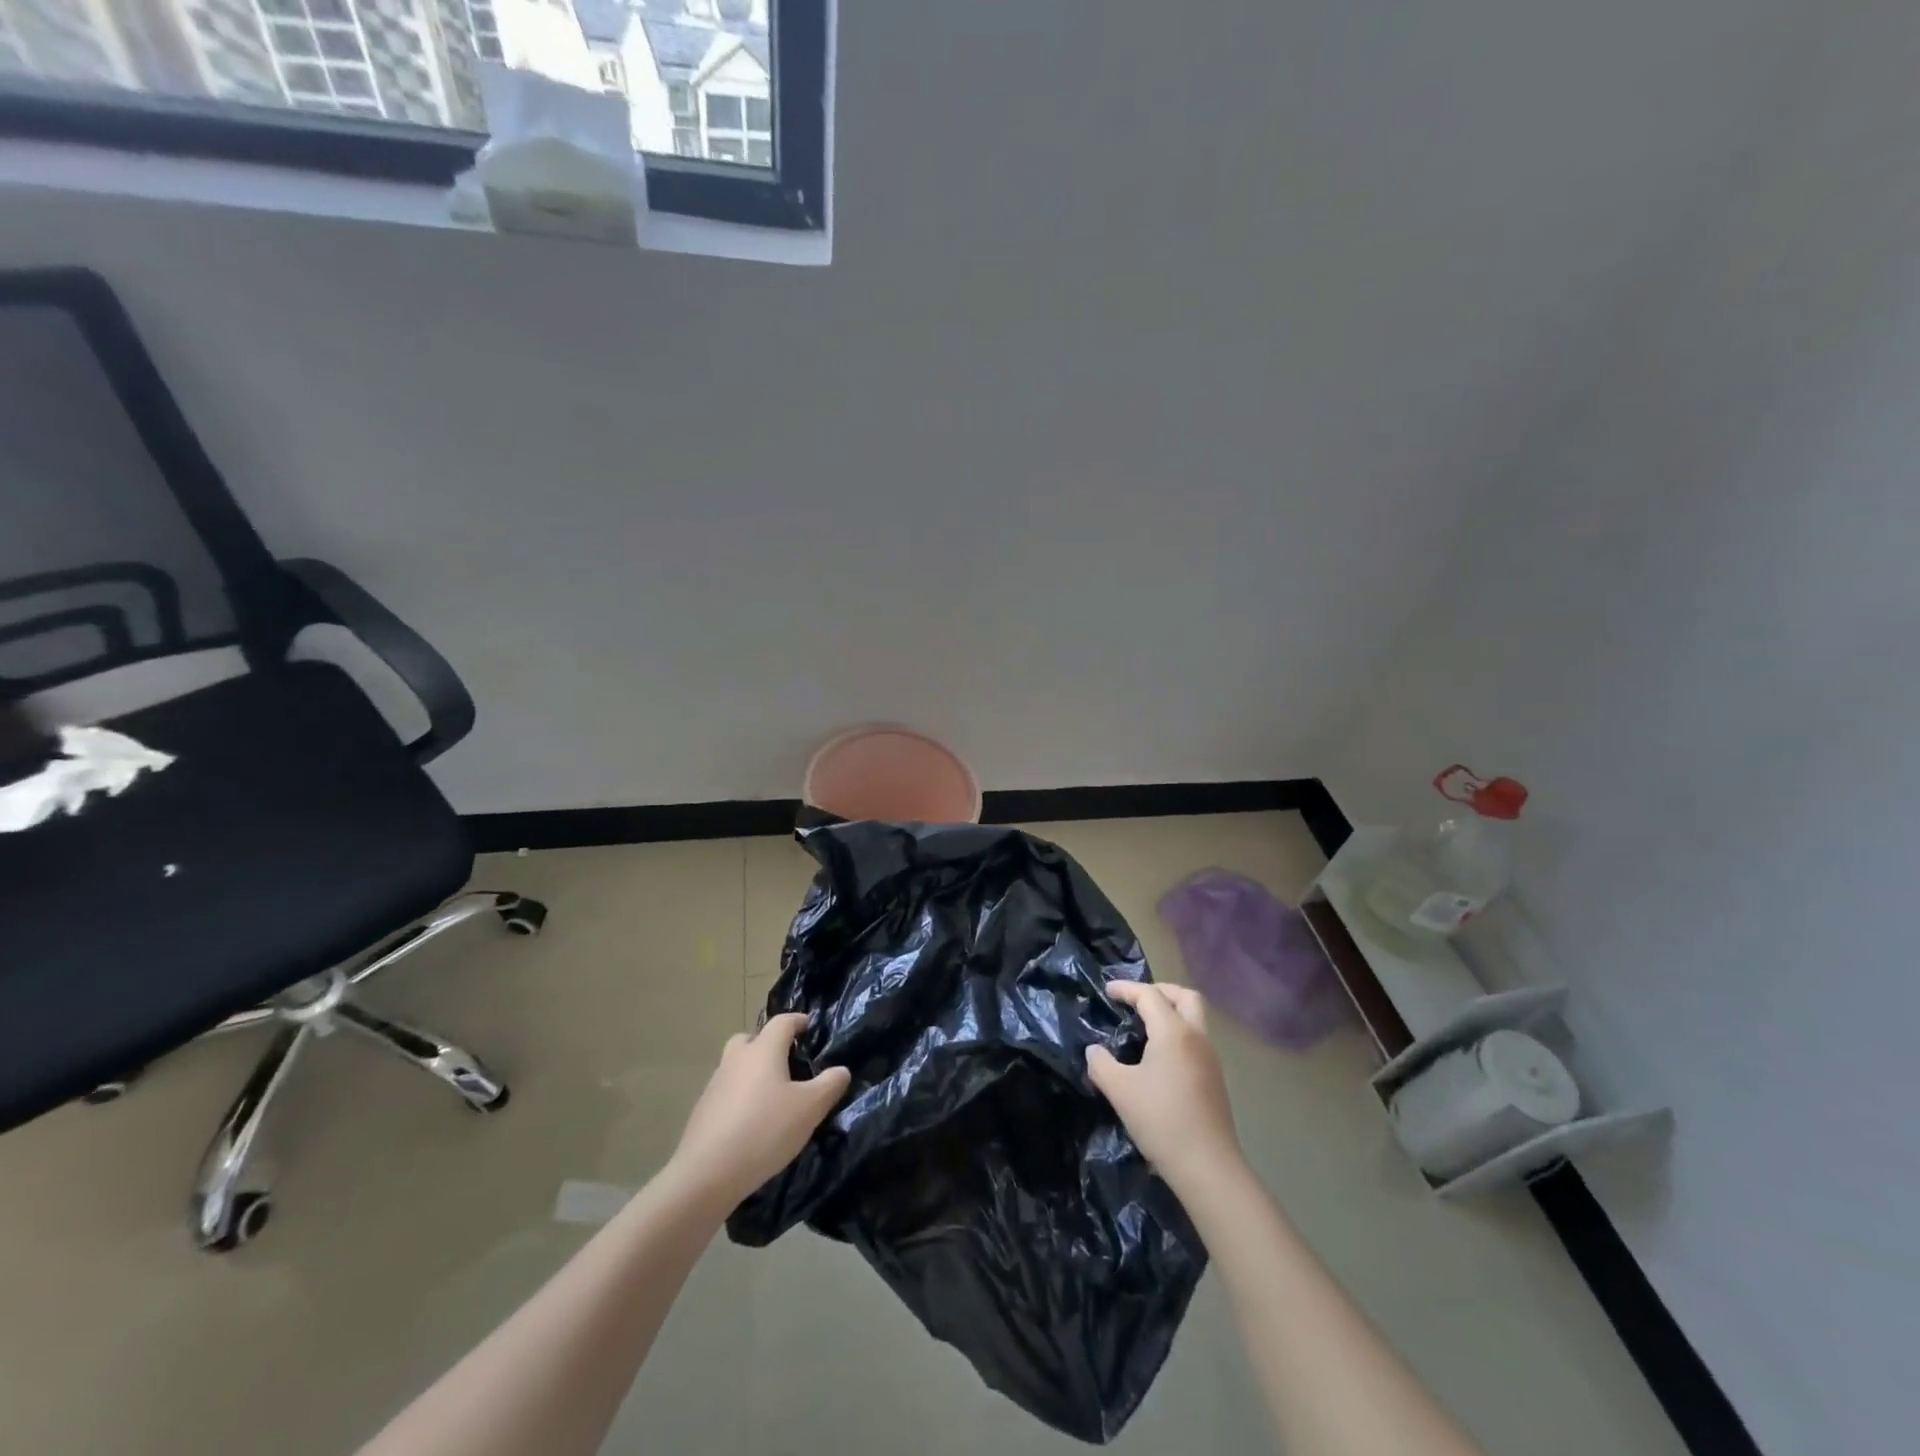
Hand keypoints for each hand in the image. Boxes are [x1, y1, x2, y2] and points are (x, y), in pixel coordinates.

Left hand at [667, 1014, 850, 1211]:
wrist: (707, 1174)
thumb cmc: (765, 1130)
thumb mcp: (810, 1108)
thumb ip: (830, 1085)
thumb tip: (841, 1070)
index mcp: (763, 1050)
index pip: (783, 1021)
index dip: (798, 1021)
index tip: (810, 1028)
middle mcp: (737, 1059)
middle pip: (751, 1038)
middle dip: (768, 1044)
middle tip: (787, 1062)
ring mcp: (715, 1084)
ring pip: (736, 1065)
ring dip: (752, 1072)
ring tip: (772, 1097)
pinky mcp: (703, 1111)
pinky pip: (726, 1092)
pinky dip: (739, 1097)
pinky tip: (752, 1123)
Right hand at [1087, 982, 1244, 1195]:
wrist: (1207, 1167)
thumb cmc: (1161, 1120)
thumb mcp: (1119, 1090)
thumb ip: (1100, 1063)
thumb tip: (1094, 1051)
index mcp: (1173, 1032)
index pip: (1150, 995)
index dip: (1126, 989)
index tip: (1107, 991)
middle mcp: (1196, 1037)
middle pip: (1184, 996)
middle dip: (1159, 991)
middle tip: (1135, 1001)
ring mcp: (1210, 1058)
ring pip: (1193, 1018)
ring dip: (1170, 1012)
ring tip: (1144, 1028)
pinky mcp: (1214, 1079)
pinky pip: (1195, 1040)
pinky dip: (1177, 1034)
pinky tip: (1159, 1057)